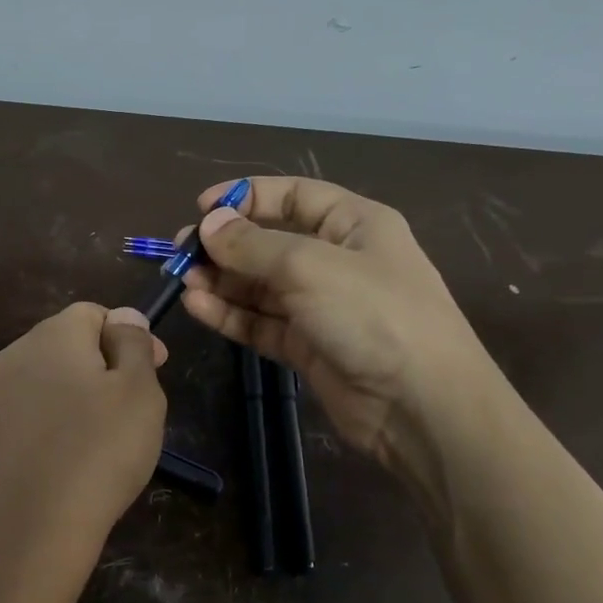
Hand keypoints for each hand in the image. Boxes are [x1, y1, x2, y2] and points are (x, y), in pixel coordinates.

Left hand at [0, 304, 167, 602]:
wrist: (23, 533)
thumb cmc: (97, 453)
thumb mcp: (139, 392)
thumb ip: (133, 345)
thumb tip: (124, 316)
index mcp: (52, 334)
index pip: (93, 313)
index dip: (129, 335)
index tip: (158, 369)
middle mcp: (15, 356)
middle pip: (68, 344)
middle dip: (106, 365)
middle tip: (136, 408)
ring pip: (50, 383)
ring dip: (81, 399)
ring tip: (108, 441)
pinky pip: (32, 418)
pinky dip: (57, 429)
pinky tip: (74, 463)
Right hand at [180, 177, 495, 482]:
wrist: (421, 406)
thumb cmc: (373, 315)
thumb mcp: (310, 266)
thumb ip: (252, 245)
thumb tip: (208, 224)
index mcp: (354, 225)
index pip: (294, 196)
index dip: (247, 196)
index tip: (201, 207)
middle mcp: (337, 261)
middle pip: (270, 242)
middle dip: (226, 244)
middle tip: (181, 251)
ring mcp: (321, 306)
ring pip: (260, 286)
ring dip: (222, 281)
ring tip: (182, 280)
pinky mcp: (307, 347)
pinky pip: (261, 322)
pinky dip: (230, 314)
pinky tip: (198, 307)